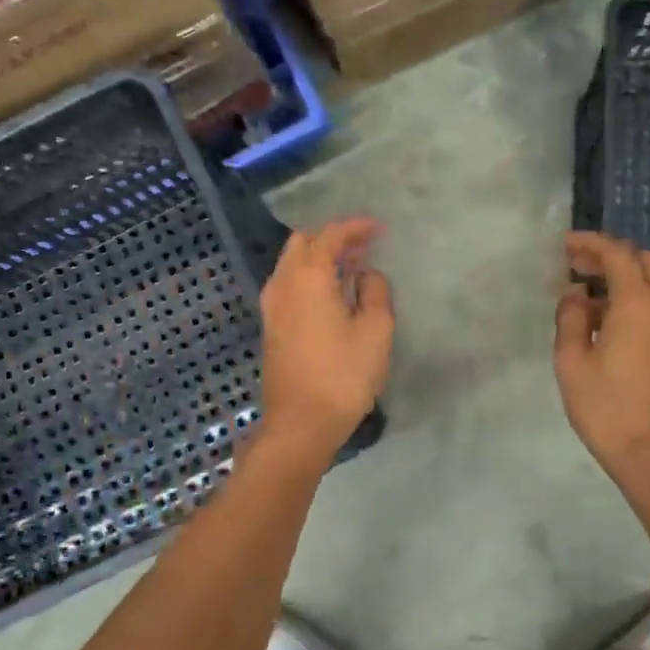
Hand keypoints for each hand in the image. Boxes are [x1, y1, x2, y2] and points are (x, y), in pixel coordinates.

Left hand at [257, 217, 393, 460]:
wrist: (301, 422)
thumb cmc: (344, 374)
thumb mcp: (376, 330)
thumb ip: (375, 292)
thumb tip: (367, 275)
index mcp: (308, 277)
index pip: (329, 236)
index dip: (354, 227)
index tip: (378, 228)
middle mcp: (283, 283)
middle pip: (303, 243)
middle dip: (332, 238)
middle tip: (363, 246)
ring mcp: (272, 306)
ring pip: (292, 264)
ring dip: (320, 258)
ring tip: (351, 267)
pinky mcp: (271, 326)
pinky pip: (289, 285)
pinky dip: (310, 277)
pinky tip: (332, 293)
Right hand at [554, 232, 649, 494]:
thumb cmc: (608, 411)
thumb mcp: (572, 365)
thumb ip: (570, 320)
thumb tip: (576, 295)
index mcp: (639, 305)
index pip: (617, 254)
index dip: (591, 243)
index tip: (567, 245)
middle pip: (646, 263)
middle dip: (612, 258)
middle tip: (580, 269)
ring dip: (629, 285)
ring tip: (595, 307)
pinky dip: (645, 308)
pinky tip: (622, 334)